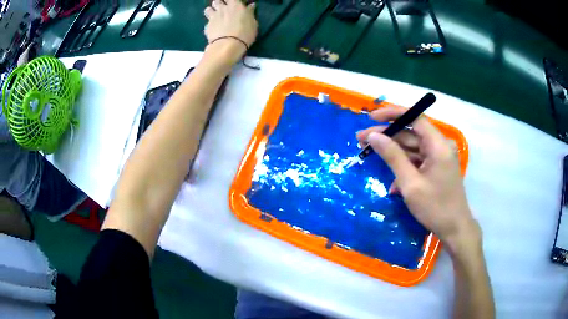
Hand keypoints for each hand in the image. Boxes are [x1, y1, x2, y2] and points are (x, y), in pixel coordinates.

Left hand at [204, 0, 257, 54]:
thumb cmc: (245, 33)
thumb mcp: (253, 23)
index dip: (230, 1)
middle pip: (217, 1)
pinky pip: (207, 22)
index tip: (232, 4)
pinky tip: (213, 29)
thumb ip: (250, 13)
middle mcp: (223, 8)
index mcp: (235, 5)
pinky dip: (210, 25)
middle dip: (219, 4)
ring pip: (208, 9)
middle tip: (223, 9)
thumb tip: (250, 6)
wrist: (228, 45)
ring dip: (211, 11)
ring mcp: (213, 17)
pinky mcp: (207, 26)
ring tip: (215, 17)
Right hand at [357, 106, 480, 253]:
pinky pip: (417, 161)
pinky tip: (393, 183)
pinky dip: (403, 168)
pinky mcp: (436, 168)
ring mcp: (438, 157)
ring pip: (412, 148)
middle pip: (410, 133)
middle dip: (387, 136)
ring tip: (369, 156)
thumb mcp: (410, 183)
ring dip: (393, 154)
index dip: (392, 114)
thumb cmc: (434, 207)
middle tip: (362, 140)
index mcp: (438, 144)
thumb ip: (392, 156)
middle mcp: (440, 146)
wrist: (454, 229)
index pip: (415, 117)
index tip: (371, 117)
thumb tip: (373, 135)